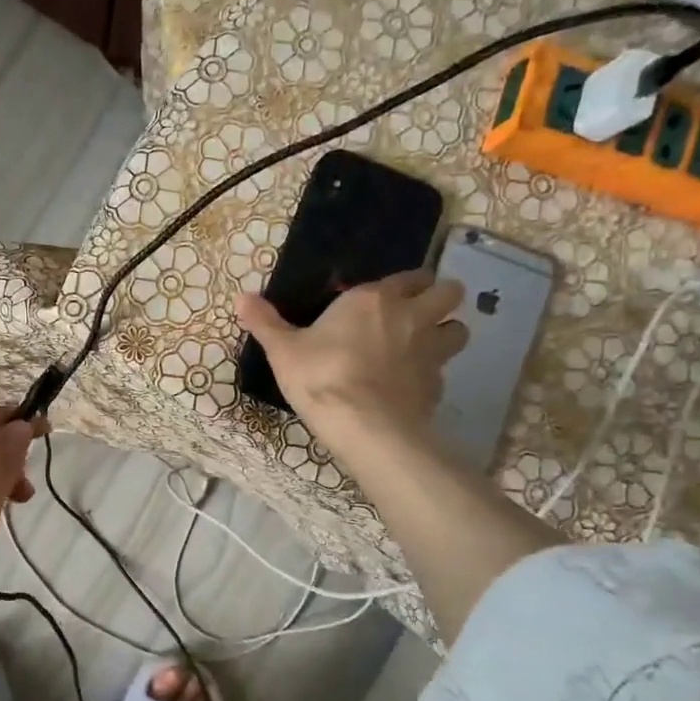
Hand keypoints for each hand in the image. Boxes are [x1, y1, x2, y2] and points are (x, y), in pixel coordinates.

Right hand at [236, 270, 468, 453]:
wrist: (364, 425)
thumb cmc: (321, 376)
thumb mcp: (283, 350)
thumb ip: (265, 322)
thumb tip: (240, 297)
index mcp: (374, 299)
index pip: (409, 275)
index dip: (405, 283)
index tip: (389, 295)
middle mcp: (411, 316)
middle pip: (449, 292)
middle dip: (440, 298)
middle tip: (417, 314)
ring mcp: (430, 351)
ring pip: (459, 329)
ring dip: (446, 333)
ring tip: (423, 347)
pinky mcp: (437, 385)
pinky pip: (443, 371)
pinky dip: (432, 375)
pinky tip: (410, 387)